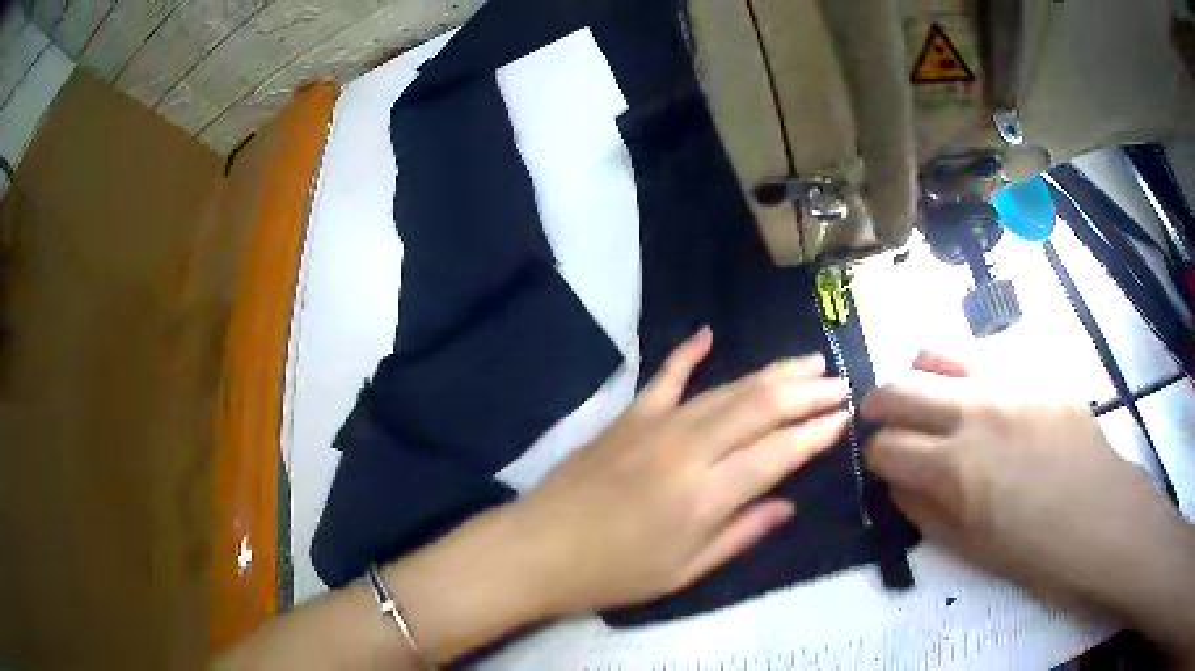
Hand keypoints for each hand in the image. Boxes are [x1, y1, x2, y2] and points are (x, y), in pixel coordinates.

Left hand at [511, 326, 849, 613]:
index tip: (844, 418)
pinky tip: (708, 334)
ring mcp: (656, 426)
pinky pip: (665, 376)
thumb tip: (788, 504)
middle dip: (806, 392)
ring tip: (806, 361)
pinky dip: (687, 353)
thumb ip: (740, 534)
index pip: (779, 453)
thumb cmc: (614, 573)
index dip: (817, 433)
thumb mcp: (683, 571)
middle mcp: (689, 450)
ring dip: (770, 373)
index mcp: (707, 495)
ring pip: (726, 389)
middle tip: (838, 381)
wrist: (538, 550)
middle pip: (761, 408)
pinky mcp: (628, 416)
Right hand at [861, 352, 1194, 659]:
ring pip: (935, 354)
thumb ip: (923, 509)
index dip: (872, 458)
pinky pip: (982, 355)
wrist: (1098, 515)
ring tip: (925, 397)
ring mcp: (1006, 381)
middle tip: (879, 421)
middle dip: (876, 406)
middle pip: (898, 388)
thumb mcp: (967, 547)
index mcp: (955, 468)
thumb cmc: (1032, 548)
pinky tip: (976, 395)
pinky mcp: (1033, 368)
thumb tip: (895, 480)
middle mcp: (974, 411)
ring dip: (917, 377)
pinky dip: (962, 372)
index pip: (884, 447)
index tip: (878, 466)